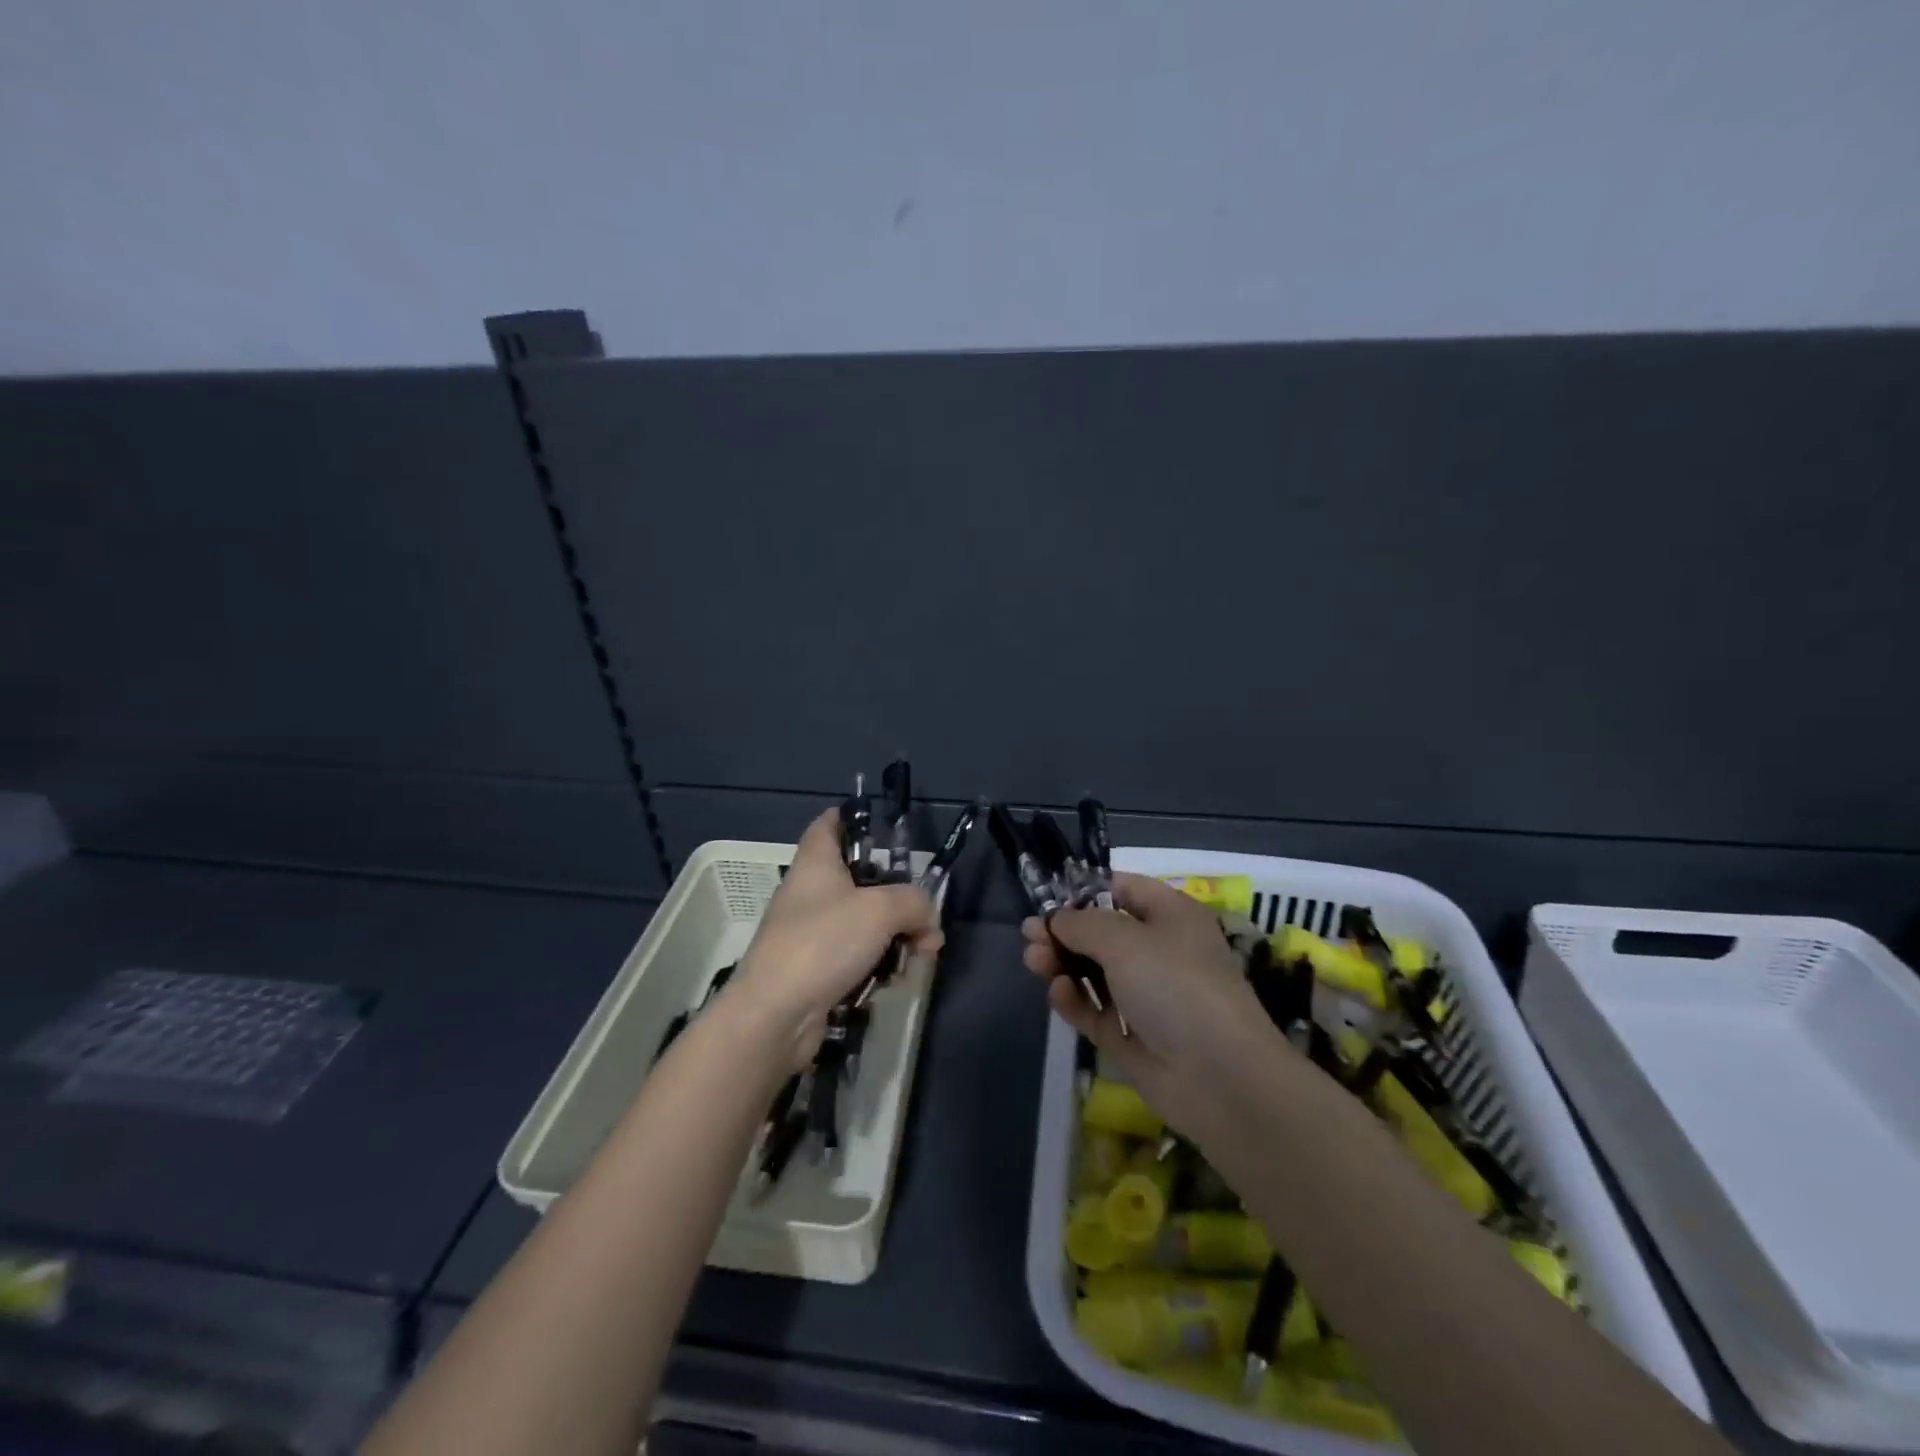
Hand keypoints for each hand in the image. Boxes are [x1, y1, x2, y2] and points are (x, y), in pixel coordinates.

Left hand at [732, 808, 941, 1071]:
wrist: (776, 1016)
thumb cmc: (824, 943)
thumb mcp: (881, 910)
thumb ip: (914, 902)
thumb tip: (927, 918)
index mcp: (817, 863)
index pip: (830, 823)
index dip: (857, 818)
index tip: (890, 831)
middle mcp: (812, 892)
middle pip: (862, 878)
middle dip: (900, 896)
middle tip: (925, 914)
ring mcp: (812, 933)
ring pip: (865, 922)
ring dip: (898, 936)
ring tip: (923, 954)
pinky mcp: (817, 969)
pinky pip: (858, 956)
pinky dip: (880, 964)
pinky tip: (897, 980)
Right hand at [1022, 872, 1288, 1136]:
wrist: (1220, 1078)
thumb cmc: (1175, 986)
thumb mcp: (1124, 940)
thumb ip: (1081, 923)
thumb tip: (1055, 919)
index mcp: (1170, 916)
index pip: (1122, 890)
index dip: (1084, 891)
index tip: (1047, 900)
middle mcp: (1158, 952)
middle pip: (1101, 932)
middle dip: (1064, 931)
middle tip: (1029, 936)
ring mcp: (1145, 997)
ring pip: (1093, 972)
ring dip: (1062, 964)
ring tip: (1034, 961)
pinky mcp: (1131, 1036)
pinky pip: (1095, 1010)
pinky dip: (1075, 1000)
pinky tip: (1057, 992)